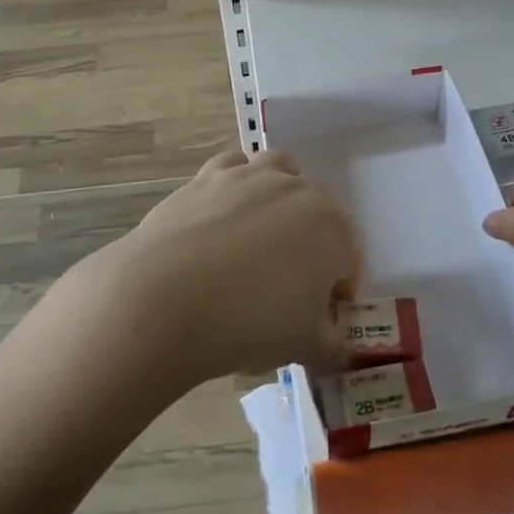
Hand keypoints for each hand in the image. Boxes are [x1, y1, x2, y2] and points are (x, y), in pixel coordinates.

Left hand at [73, 148, 361, 386]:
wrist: (164, 299)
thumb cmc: (248, 324)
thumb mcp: (305, 347)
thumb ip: (332, 342)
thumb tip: (335, 340)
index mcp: (333, 228)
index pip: (348, 257)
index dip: (337, 289)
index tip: (317, 318)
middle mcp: (299, 190)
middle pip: (319, 212)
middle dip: (312, 243)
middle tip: (286, 284)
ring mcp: (252, 175)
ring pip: (282, 173)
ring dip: (282, 198)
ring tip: (260, 239)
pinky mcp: (210, 174)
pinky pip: (236, 166)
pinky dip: (238, 183)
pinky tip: (224, 214)